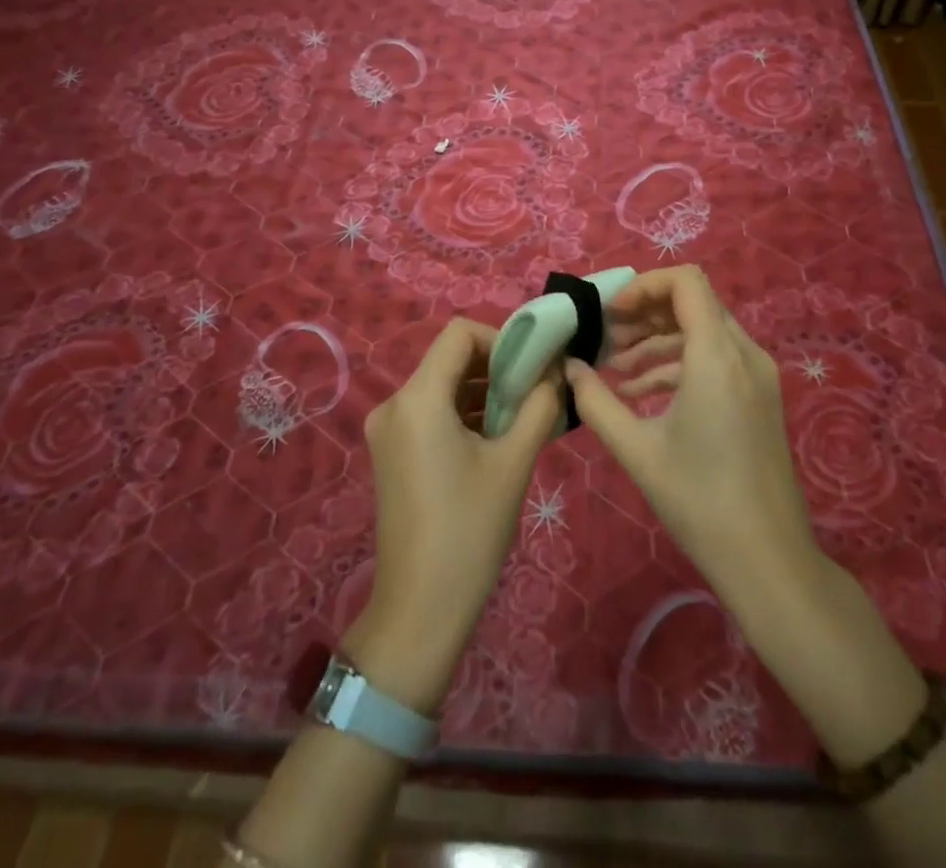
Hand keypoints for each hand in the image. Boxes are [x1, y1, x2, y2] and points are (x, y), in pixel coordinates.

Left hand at [346, 318, 560, 713]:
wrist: (420, 611)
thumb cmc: (470, 531)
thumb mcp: (514, 463)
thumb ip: (540, 406)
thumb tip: (558, 372)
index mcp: (417, 398)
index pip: (459, 333)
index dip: (501, 338)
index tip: (533, 366)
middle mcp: (394, 404)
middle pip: (449, 358)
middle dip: (496, 367)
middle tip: (535, 392)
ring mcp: (387, 430)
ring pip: (441, 386)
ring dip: (482, 392)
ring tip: (521, 419)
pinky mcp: (390, 453)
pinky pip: (430, 413)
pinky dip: (462, 414)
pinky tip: (494, 439)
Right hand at [568, 266, 820, 606]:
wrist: (769, 560)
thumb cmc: (699, 501)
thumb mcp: (636, 450)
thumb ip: (595, 401)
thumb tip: (569, 368)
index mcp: (717, 357)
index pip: (686, 282)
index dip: (643, 286)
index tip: (611, 315)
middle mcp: (744, 354)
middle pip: (693, 303)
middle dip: (646, 314)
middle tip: (607, 338)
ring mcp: (758, 376)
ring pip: (704, 331)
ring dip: (659, 340)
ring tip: (617, 368)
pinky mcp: (760, 398)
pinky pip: (717, 359)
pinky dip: (680, 363)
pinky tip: (643, 393)